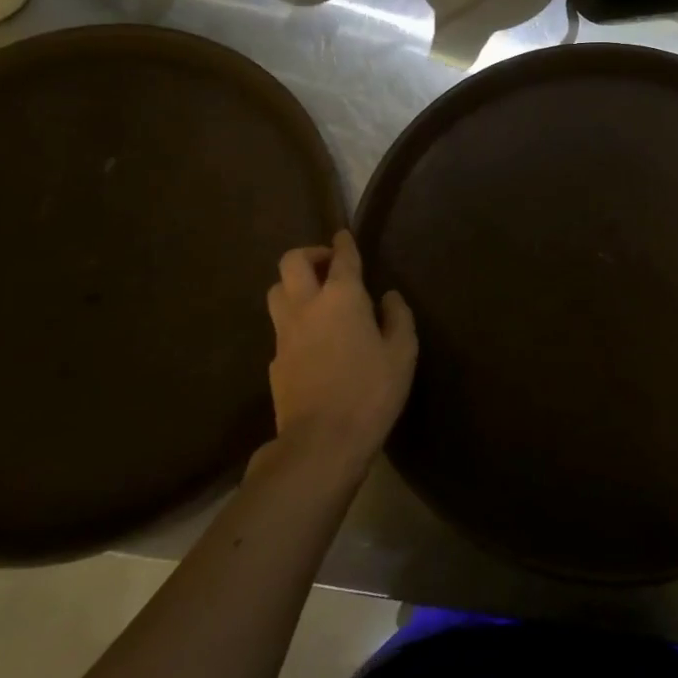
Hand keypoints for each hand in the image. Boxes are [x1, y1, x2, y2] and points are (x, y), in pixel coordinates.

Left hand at [266, 231, 416, 470]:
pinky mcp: (274, 361)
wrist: (321, 442)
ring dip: (293, 285)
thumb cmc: (370, 391)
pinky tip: (311, 339)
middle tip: (328, 266)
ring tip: (315, 297)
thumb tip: (388, 297)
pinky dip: (294, 321)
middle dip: (309, 255)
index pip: (341, 257)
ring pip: (276, 291)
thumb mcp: (402, 353)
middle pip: (292, 262)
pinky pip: (280, 327)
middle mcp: (307, 306)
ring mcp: (284, 334)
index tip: (344, 236)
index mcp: (342, 298)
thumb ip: (398, 317)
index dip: (343, 243)